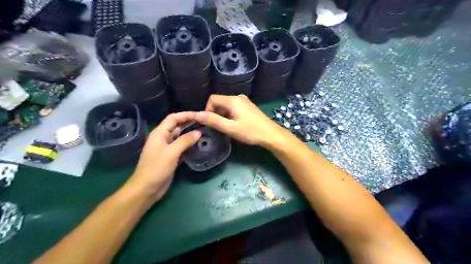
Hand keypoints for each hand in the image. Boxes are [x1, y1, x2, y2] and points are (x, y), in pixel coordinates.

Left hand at [127, 112, 202, 201]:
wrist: (147, 189)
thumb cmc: (156, 168)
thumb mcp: (171, 153)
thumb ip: (185, 141)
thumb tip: (198, 132)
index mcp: (159, 133)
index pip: (173, 118)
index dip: (185, 115)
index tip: (199, 115)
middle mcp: (163, 138)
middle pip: (177, 126)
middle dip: (189, 123)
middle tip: (204, 123)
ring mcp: (167, 148)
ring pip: (180, 137)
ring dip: (190, 134)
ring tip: (204, 132)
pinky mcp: (171, 157)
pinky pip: (181, 147)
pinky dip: (189, 145)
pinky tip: (198, 145)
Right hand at [193, 94, 289, 147]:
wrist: (271, 134)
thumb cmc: (251, 132)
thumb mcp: (230, 128)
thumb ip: (213, 121)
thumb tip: (197, 115)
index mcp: (233, 100)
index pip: (212, 99)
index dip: (207, 110)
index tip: (211, 123)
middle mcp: (238, 97)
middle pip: (219, 101)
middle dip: (215, 113)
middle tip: (219, 127)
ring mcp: (244, 101)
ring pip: (226, 105)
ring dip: (223, 115)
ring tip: (227, 127)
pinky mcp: (248, 106)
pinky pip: (234, 107)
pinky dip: (230, 115)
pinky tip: (235, 125)